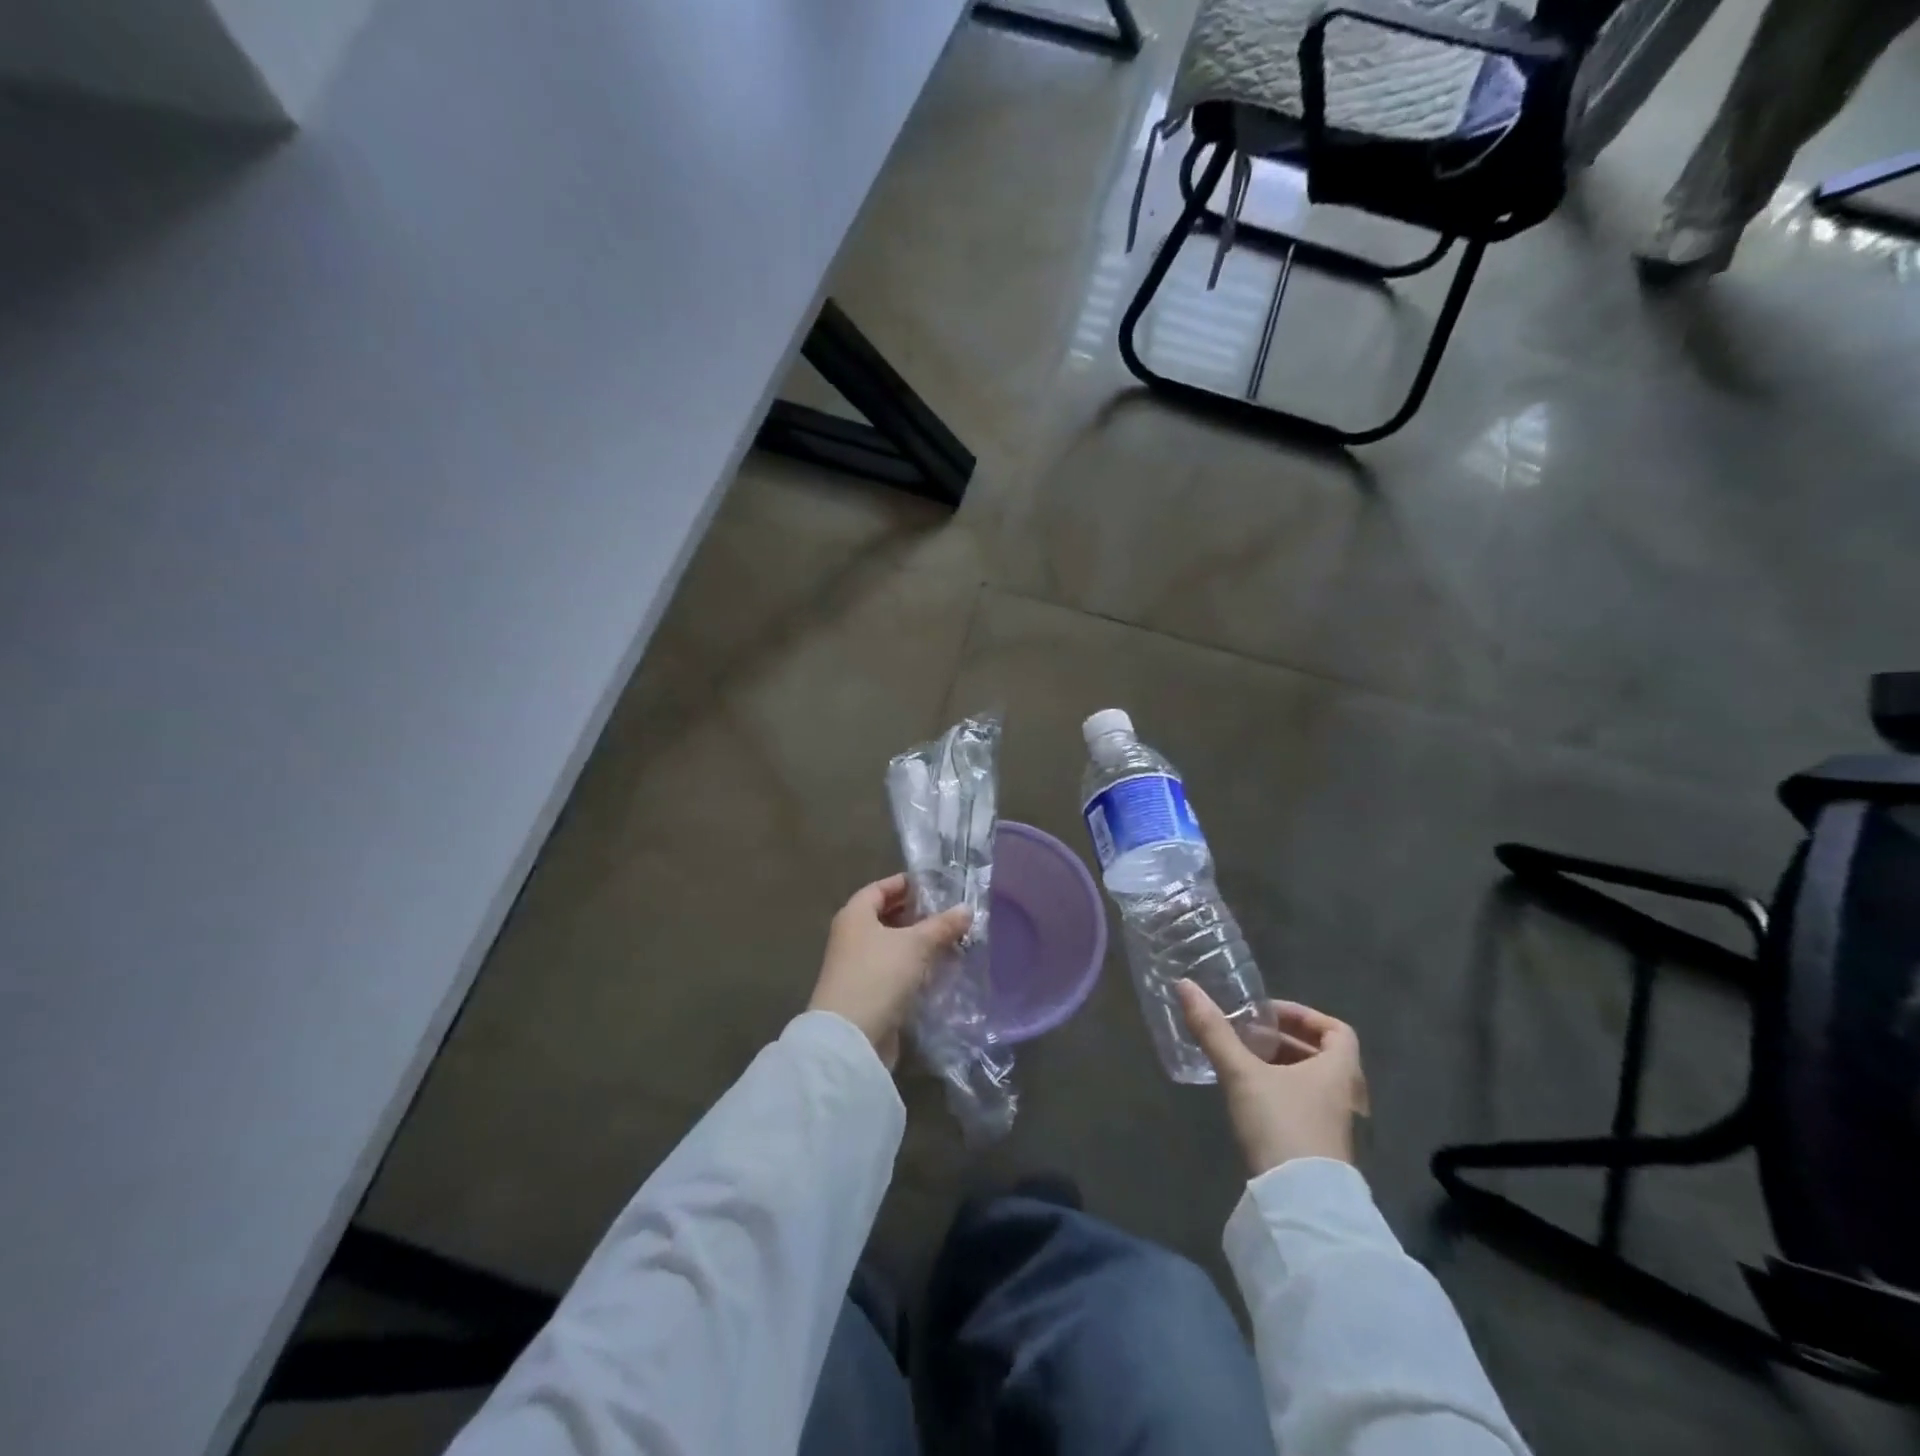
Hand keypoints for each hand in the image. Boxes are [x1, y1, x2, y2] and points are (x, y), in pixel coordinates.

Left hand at [809, 874, 971, 1068]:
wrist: (851, 1038)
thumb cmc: (879, 975)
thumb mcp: (916, 944)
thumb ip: (942, 925)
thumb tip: (966, 908)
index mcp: (855, 915)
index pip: (880, 888)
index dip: (905, 884)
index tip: (935, 885)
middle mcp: (851, 937)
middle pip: (885, 917)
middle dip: (916, 914)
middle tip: (948, 913)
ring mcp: (858, 967)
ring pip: (892, 946)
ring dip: (918, 943)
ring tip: (951, 940)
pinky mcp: (868, 993)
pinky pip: (894, 971)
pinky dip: (914, 967)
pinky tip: (939, 969)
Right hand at [1176, 981, 1368, 1175]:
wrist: (1299, 1202)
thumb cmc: (1280, 1124)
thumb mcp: (1242, 1073)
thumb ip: (1213, 1031)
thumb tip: (1185, 985)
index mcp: (1338, 1071)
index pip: (1337, 1030)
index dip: (1304, 1015)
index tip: (1268, 1014)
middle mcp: (1345, 1095)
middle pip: (1323, 1055)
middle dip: (1285, 1040)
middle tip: (1249, 1035)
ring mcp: (1335, 1125)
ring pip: (1312, 1082)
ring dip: (1282, 1066)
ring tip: (1244, 1061)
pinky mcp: (1320, 1148)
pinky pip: (1305, 1105)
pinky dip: (1282, 1091)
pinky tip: (1250, 1097)